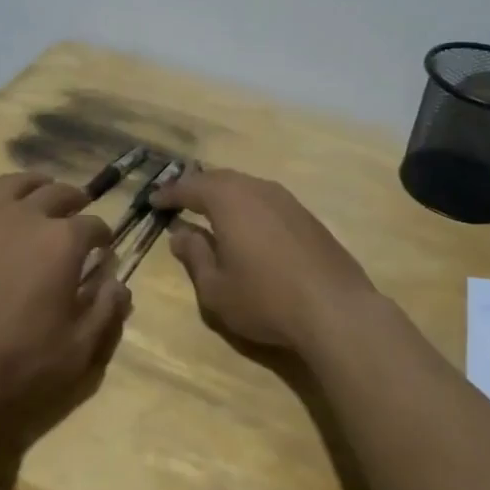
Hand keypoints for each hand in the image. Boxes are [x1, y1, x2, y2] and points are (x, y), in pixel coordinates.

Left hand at [0, 173, 129, 428]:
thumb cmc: (18, 364)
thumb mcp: (78, 349)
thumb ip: (106, 311)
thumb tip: (120, 283)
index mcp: (63, 241)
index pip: (94, 226)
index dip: (104, 236)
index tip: (105, 247)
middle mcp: (27, 217)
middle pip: (58, 193)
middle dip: (75, 200)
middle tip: (80, 209)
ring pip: (15, 184)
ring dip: (35, 184)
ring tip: (41, 190)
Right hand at [151, 167, 374, 353]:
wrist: (335, 309)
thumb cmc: (265, 299)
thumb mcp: (216, 288)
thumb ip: (195, 256)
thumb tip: (181, 234)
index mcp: (228, 200)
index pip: (190, 188)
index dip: (170, 193)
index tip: (154, 200)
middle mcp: (257, 189)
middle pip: (220, 179)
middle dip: (197, 188)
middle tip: (180, 200)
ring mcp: (286, 200)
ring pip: (246, 187)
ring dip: (225, 195)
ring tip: (211, 211)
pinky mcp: (307, 216)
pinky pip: (267, 200)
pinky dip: (248, 206)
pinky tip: (248, 226)